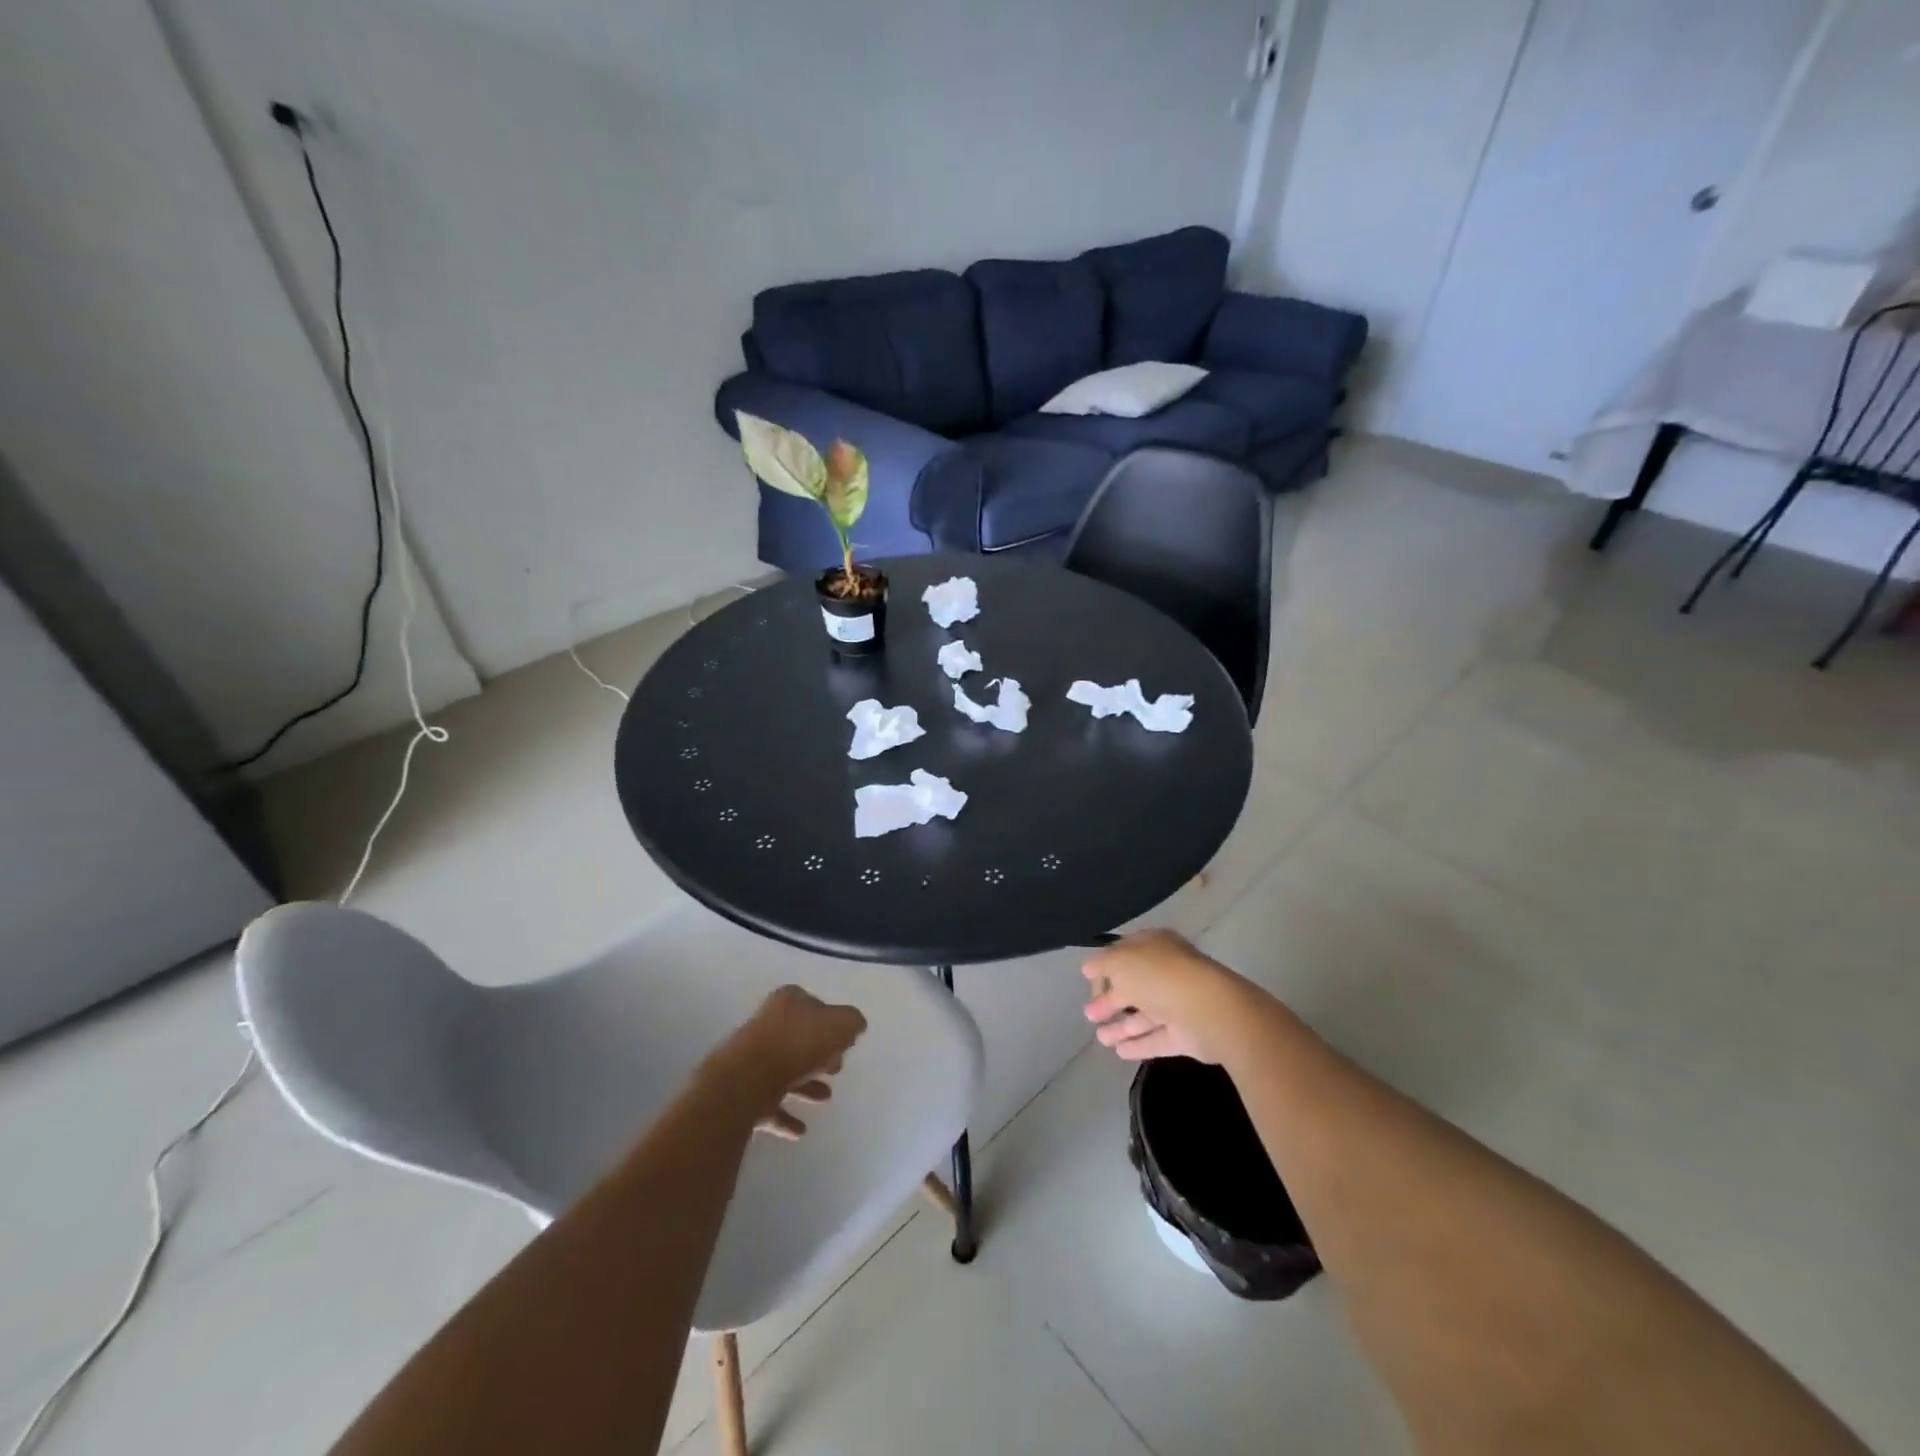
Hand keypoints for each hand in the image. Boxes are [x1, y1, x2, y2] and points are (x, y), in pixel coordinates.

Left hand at [710, 986, 867, 1139]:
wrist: (747, 1081)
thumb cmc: (797, 1045)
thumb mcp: (840, 1025)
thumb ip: (851, 1022)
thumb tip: (854, 1026)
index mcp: (788, 1002)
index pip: (814, 1005)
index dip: (831, 1023)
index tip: (844, 1043)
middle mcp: (767, 1025)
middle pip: (798, 1039)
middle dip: (819, 1055)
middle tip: (836, 1069)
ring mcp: (752, 1058)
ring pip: (785, 1070)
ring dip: (806, 1085)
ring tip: (825, 1098)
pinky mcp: (742, 1090)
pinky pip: (769, 1102)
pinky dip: (785, 1115)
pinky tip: (800, 1130)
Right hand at [1083, 929, 1264, 1064]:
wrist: (1207, 1010)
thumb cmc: (1159, 976)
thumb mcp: (1120, 961)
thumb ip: (1101, 964)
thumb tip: (1088, 968)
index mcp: (1155, 946)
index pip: (1126, 953)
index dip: (1105, 967)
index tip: (1088, 982)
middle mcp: (1168, 972)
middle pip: (1134, 986)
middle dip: (1110, 1000)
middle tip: (1089, 1014)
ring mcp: (1179, 1004)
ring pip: (1145, 1014)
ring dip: (1121, 1026)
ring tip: (1100, 1039)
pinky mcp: (1186, 1035)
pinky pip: (1157, 1038)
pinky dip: (1139, 1044)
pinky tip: (1119, 1052)